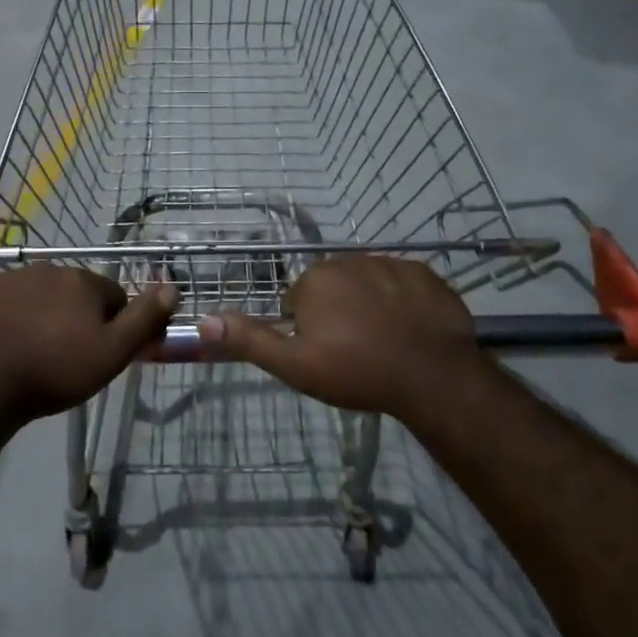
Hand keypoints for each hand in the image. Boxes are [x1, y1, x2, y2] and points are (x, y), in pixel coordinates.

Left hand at [0, 266, 177, 428]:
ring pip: (36, 297)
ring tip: (32, 356)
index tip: (100, 353)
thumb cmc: (54, 370)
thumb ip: (144, 318)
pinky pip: (1, 306)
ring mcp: (6, 280)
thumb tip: (173, 287)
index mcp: (81, 280)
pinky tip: (1, 349)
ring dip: (40, 318)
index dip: (112, 326)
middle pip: (73, 294)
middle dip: (75, 318)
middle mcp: (46, 269)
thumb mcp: (111, 352)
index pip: (112, 296)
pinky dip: (6, 321)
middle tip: (66, 358)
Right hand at [200, 255, 480, 420]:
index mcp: (315, 279)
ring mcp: (390, 264)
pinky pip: (402, 284)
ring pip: (367, 283)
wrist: (433, 375)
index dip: (309, 330)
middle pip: (333, 287)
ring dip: (369, 305)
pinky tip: (410, 330)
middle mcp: (348, 260)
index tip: (326, 354)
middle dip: (337, 312)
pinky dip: (402, 302)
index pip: (299, 300)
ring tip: (384, 342)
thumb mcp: (295, 365)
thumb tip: (204, 319)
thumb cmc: (357, 371)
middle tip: (354, 350)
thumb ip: (250, 340)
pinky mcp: (424, 273)